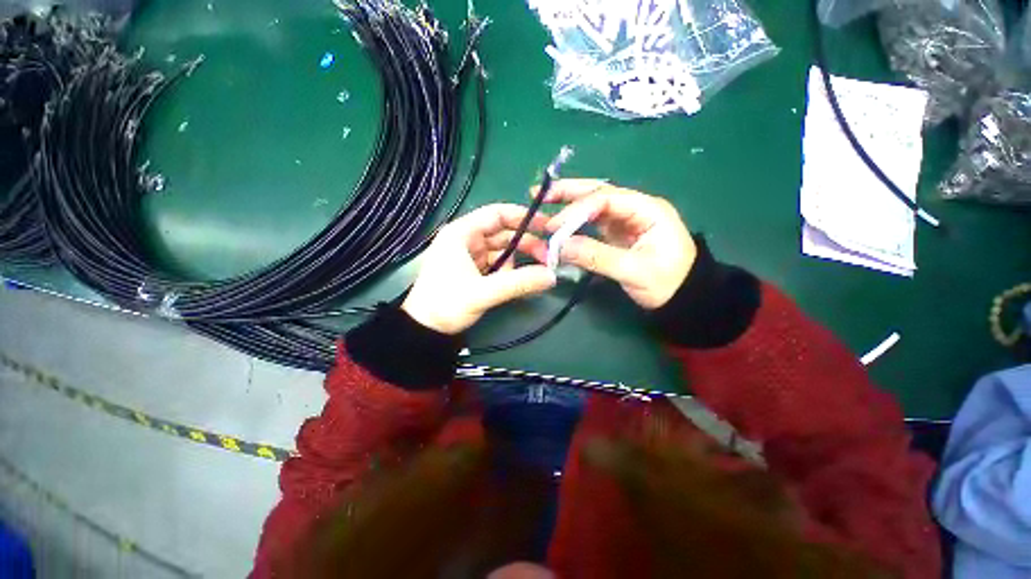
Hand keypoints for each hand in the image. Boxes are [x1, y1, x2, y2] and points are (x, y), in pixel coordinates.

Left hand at [402, 204, 556, 334]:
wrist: (425, 330)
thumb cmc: (446, 304)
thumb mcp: (483, 292)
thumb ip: (518, 283)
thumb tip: (552, 276)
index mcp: (462, 233)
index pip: (496, 214)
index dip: (522, 217)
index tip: (546, 226)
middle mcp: (467, 240)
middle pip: (503, 234)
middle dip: (525, 244)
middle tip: (547, 258)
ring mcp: (470, 256)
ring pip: (502, 251)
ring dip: (518, 263)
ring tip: (531, 278)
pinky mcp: (474, 271)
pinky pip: (498, 265)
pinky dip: (509, 273)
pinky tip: (517, 284)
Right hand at [535, 179, 695, 309]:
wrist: (683, 298)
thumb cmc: (667, 283)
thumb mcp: (634, 271)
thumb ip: (597, 256)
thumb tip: (561, 247)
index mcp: (646, 210)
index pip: (606, 200)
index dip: (577, 210)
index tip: (554, 226)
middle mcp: (634, 209)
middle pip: (598, 193)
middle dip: (569, 192)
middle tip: (541, 193)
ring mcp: (624, 221)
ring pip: (593, 206)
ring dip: (569, 203)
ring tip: (544, 200)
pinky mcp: (616, 235)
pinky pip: (591, 224)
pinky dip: (574, 223)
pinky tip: (559, 222)